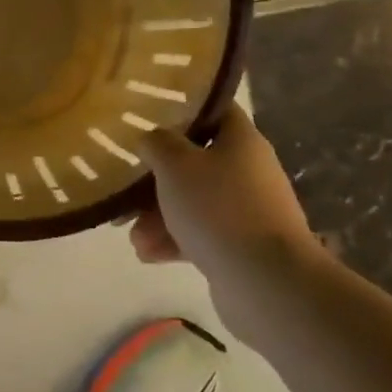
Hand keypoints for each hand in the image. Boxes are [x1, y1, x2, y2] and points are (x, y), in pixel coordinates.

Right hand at [129, 106, 325, 335]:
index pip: (214, 110)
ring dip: (159, 215)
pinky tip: (147, 254)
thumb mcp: (174, 164)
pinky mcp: (242, 247)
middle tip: (125, 187)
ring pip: (194, 202)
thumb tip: (152, 138)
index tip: (149, 115)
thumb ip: (156, 143)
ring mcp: (248, 212)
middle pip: (196, 161)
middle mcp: (248, 171)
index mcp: (241, 140)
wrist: (266, 283)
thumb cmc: (218, 208)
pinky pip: (201, 235)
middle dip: (157, 177)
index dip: (183, 108)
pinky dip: (174, 241)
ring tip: (131, 235)